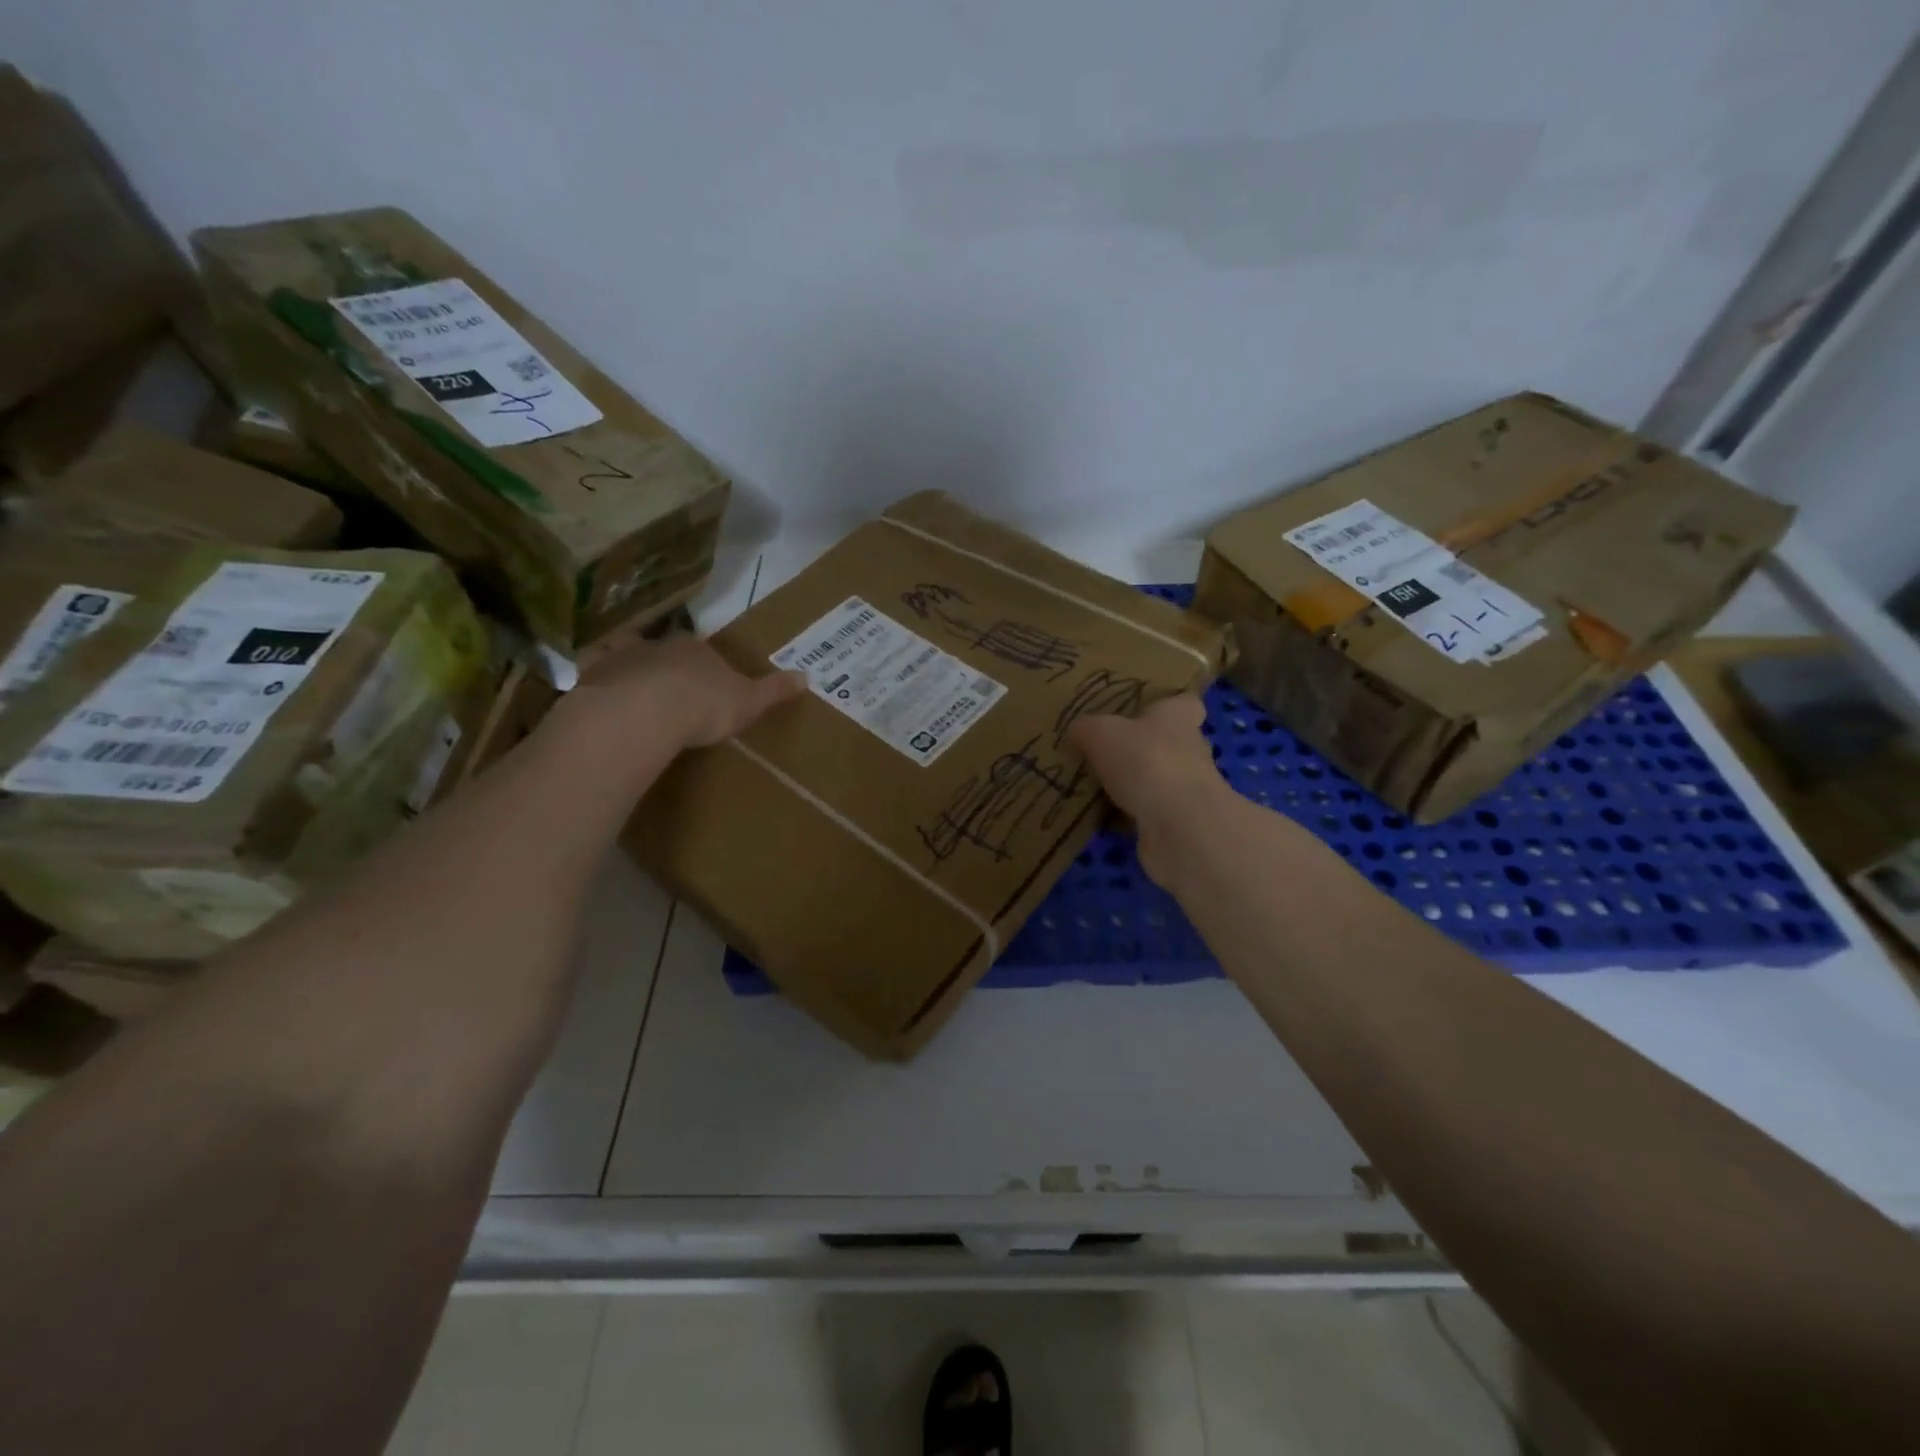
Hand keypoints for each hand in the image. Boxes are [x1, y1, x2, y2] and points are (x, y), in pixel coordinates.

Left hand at [570, 636, 806, 748]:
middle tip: (674, 697)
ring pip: (631, 664)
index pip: (704, 652)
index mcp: (698, 649)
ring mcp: (622, 659)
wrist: (644, 712)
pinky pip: (596, 680)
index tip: (708, 688)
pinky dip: (598, 688)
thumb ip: (774, 690)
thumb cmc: (704, 705)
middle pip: (666, 654)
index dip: (706, 668)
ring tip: (638, 705)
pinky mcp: (592, 678)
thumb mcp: (749, 701)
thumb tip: (807, 677)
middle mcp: (660, 645)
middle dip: (669, 670)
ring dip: (634, 678)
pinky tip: (600, 705)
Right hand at [1067, 694, 1224, 886]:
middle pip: (1169, 743)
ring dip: (1132, 785)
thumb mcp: (1100, 733)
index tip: (1145, 711)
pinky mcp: (1179, 823)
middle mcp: (1190, 749)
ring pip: (1157, 780)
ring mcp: (1188, 789)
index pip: (1185, 703)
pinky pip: (1148, 814)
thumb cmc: (1145, 760)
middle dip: (1141, 749)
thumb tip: (1076, 731)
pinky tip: (1100, 819)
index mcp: (1177, 717)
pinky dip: (1127, 817)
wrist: (1179, 825)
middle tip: (1103, 752)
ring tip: (1093, 788)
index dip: (1168, 705)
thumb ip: (1085, 728)